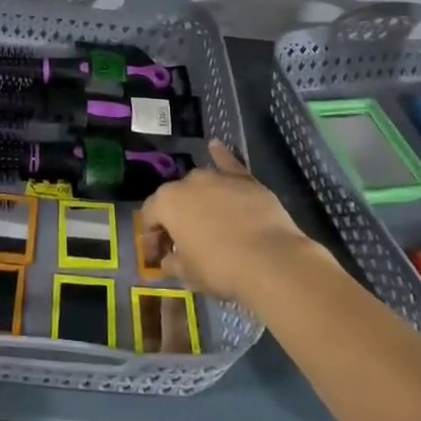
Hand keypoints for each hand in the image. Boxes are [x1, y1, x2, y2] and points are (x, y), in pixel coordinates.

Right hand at [137, 141, 320, 301]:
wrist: (270, 260)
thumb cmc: (220, 268)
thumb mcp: (187, 274)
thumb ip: (172, 263)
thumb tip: (169, 260)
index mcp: (167, 202)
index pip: (150, 217)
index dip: (151, 238)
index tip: (158, 257)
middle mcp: (188, 182)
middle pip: (175, 199)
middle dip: (175, 218)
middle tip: (183, 242)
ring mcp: (218, 177)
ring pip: (200, 184)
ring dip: (197, 198)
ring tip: (204, 218)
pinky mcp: (245, 179)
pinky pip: (229, 164)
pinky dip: (221, 156)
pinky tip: (216, 146)